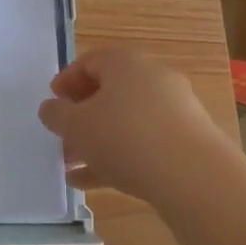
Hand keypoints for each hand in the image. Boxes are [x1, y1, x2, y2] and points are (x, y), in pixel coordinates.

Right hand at [37, 48, 240, 213]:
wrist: (194, 177)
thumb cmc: (124, 137)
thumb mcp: (75, 126)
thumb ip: (56, 114)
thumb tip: (52, 108)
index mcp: (125, 63)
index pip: (90, 61)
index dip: (66, 81)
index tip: (53, 104)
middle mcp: (153, 78)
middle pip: (110, 92)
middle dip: (82, 116)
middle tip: (63, 138)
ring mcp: (176, 109)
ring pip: (126, 121)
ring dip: (99, 141)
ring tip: (74, 167)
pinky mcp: (188, 141)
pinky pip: (146, 143)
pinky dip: (121, 157)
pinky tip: (97, 183)